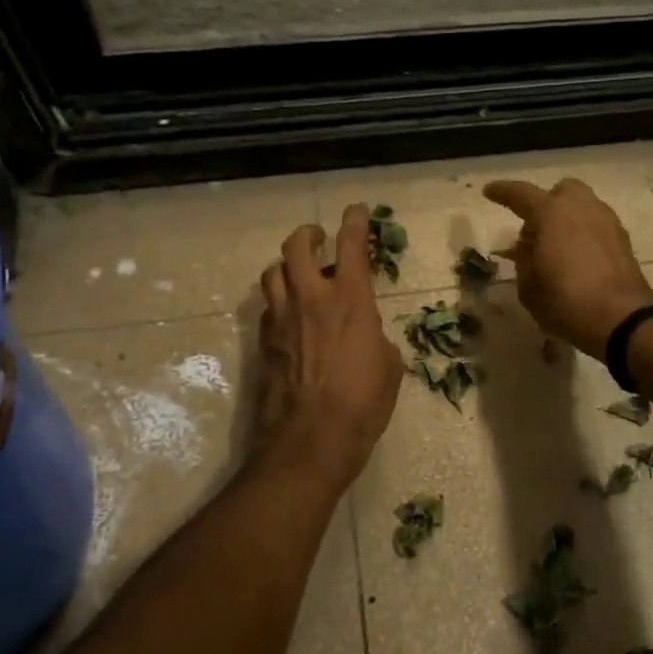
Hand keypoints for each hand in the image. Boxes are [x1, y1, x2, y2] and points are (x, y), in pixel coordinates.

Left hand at [250, 205, 403, 490]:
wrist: (309, 443)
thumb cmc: (362, 405)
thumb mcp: (389, 367)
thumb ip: (376, 337)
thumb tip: (367, 334)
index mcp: (350, 301)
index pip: (351, 246)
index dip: (354, 222)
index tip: (356, 210)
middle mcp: (311, 299)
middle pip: (297, 247)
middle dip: (308, 235)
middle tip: (319, 238)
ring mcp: (281, 320)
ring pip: (273, 272)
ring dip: (286, 265)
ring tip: (299, 274)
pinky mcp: (263, 343)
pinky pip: (268, 306)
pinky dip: (279, 300)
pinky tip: (290, 315)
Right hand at [483, 178, 652, 358]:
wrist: (621, 318)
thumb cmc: (565, 300)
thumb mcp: (528, 286)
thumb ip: (524, 260)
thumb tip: (530, 248)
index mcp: (551, 212)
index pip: (521, 193)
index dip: (502, 192)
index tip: (489, 191)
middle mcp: (581, 207)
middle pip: (561, 192)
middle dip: (546, 204)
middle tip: (535, 232)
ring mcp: (606, 221)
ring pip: (582, 207)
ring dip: (567, 220)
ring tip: (557, 249)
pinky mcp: (623, 240)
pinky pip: (596, 226)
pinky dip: (584, 234)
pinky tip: (578, 260)